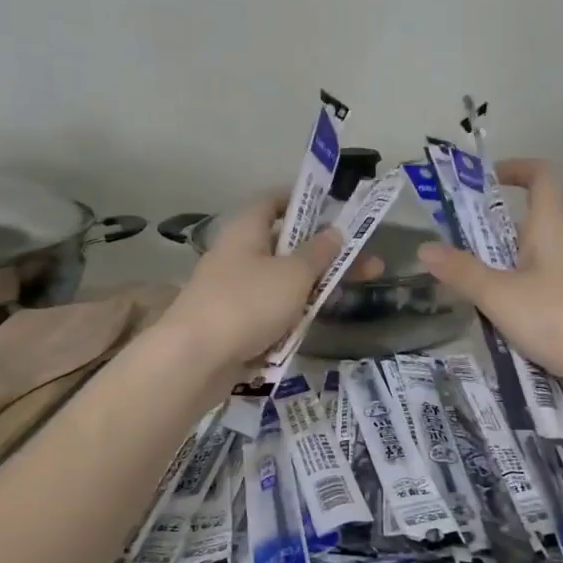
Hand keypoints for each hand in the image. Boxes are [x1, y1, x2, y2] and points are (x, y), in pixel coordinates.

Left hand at [166, 191, 341, 372]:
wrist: (194, 360)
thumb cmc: (247, 304)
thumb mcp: (293, 275)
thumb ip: (318, 253)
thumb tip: (335, 232)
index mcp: (246, 230)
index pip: (274, 202)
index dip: (304, 203)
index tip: (335, 213)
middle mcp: (237, 255)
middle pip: (286, 248)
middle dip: (325, 258)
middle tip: (368, 266)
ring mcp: (233, 291)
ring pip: (280, 284)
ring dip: (311, 291)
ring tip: (346, 300)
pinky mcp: (233, 324)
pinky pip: (268, 314)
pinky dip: (289, 318)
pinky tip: (309, 328)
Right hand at [416, 159, 562, 398]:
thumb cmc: (561, 319)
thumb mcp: (500, 295)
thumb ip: (462, 273)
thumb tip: (424, 248)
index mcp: (551, 228)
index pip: (540, 177)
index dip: (514, 169)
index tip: (482, 182)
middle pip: (524, 226)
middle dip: (486, 235)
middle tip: (449, 254)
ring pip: (527, 265)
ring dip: (496, 273)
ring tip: (462, 295)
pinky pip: (537, 294)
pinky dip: (513, 302)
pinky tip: (493, 326)